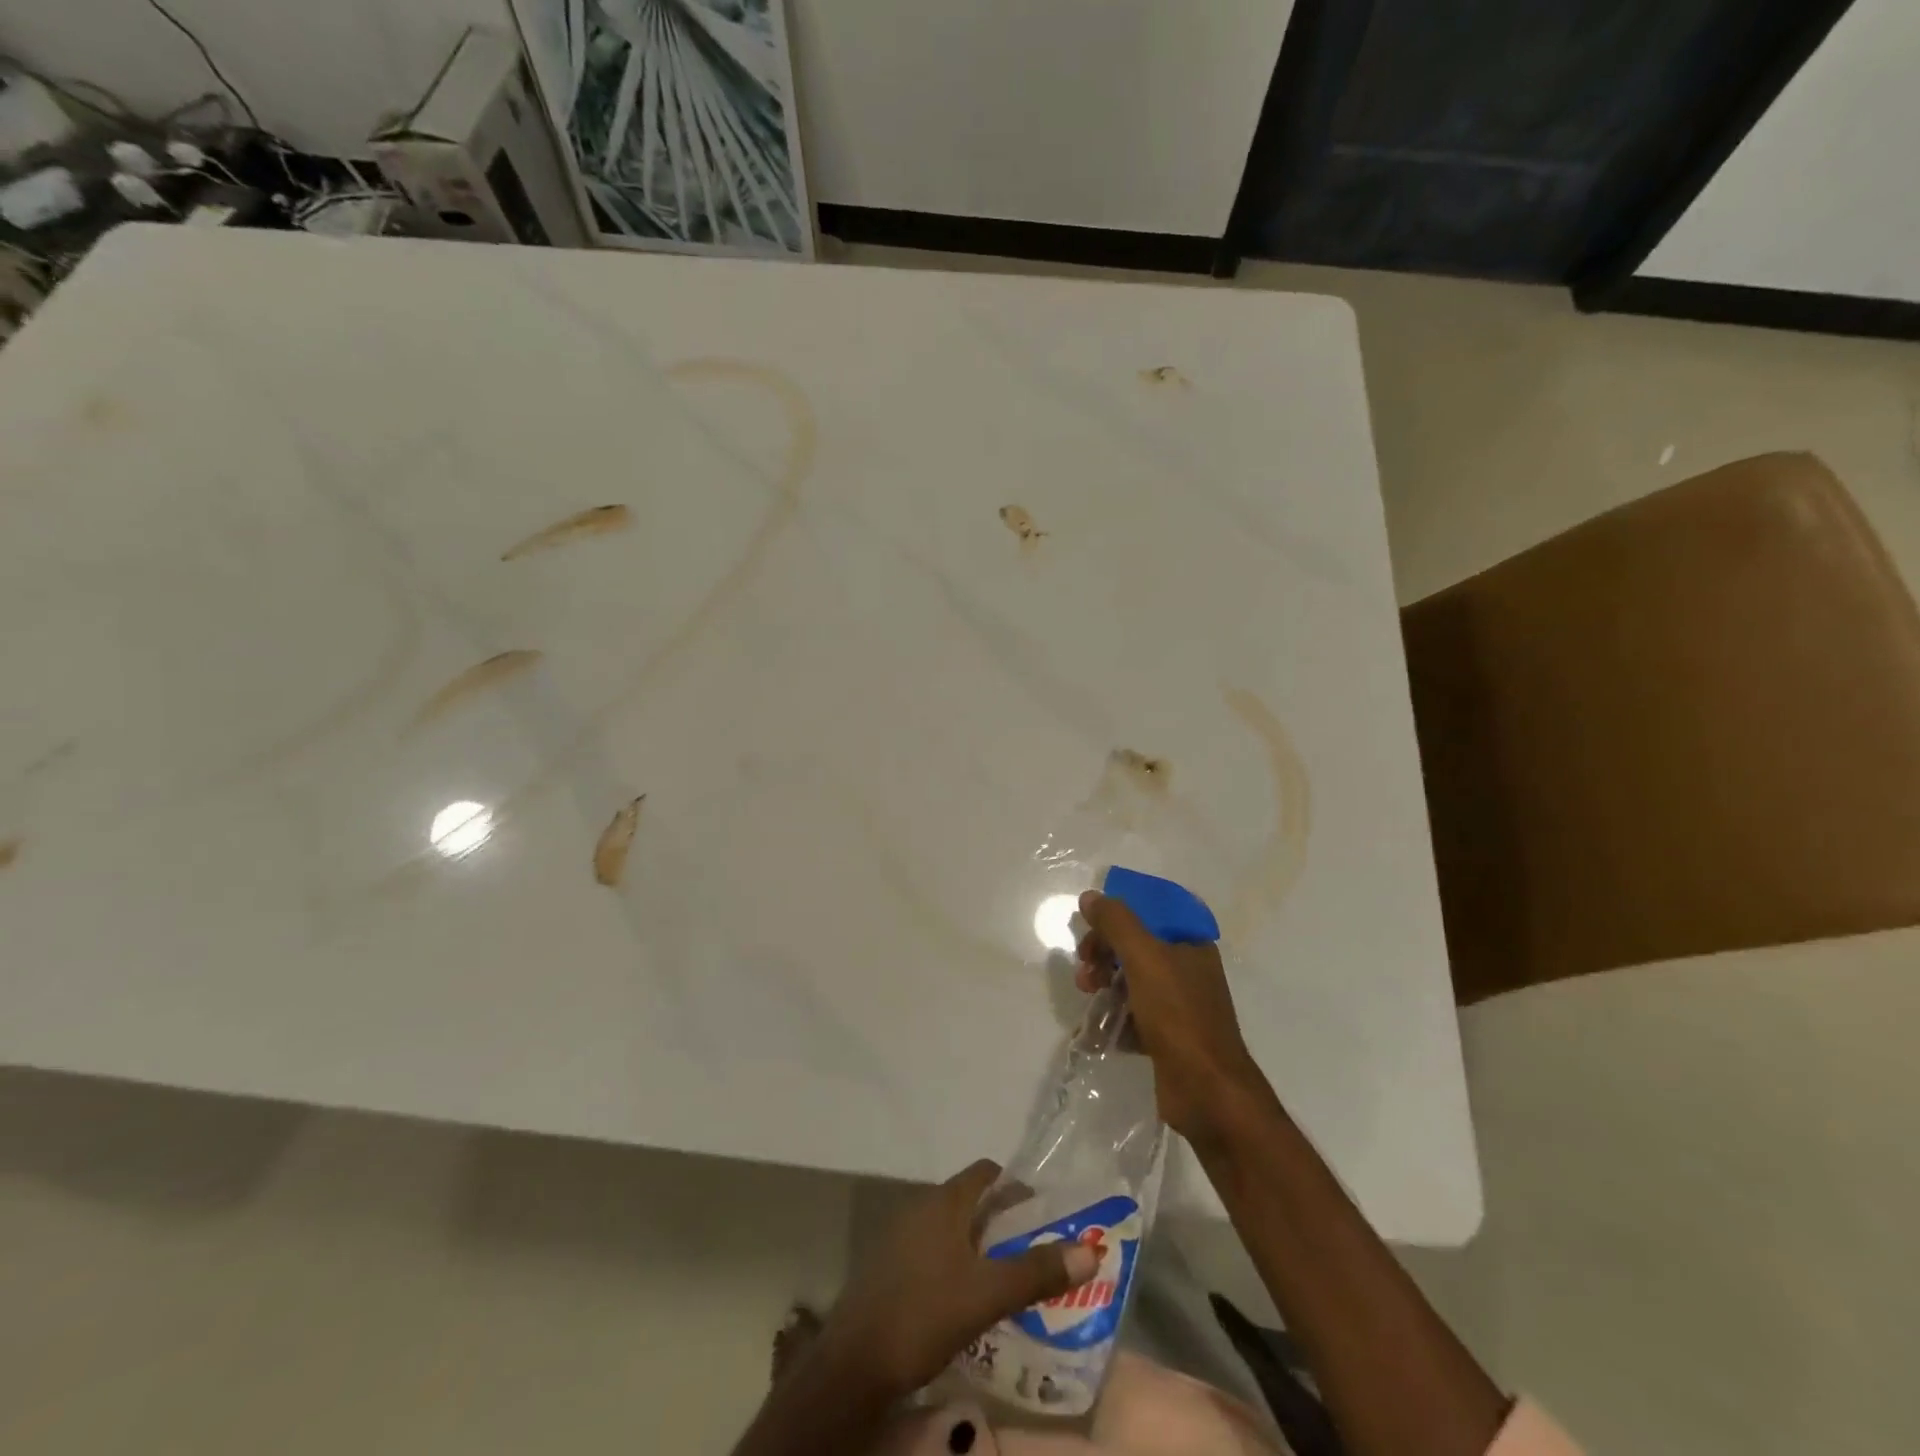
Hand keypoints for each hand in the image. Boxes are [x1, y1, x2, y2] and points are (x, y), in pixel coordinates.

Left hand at [817, 1159, 1098, 1400]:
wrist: (854, 1363)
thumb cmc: (924, 1313)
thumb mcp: (988, 1295)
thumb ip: (1037, 1272)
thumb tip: (1091, 1249)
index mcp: (944, 1202)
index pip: (986, 1172)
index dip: (1015, 1186)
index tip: (1042, 1212)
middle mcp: (921, 1207)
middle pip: (969, 1200)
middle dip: (1002, 1221)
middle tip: (1033, 1250)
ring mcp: (900, 1237)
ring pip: (950, 1229)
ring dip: (978, 1246)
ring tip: (1007, 1278)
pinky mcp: (888, 1268)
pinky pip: (931, 1252)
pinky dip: (954, 1264)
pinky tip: (966, 1300)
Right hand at [1075, 889, 1269, 1142]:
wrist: (1208, 1093)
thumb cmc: (1179, 1015)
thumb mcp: (1144, 958)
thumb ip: (1116, 923)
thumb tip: (1090, 897)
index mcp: (1191, 944)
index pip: (1150, 913)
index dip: (1118, 916)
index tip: (1091, 928)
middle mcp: (1188, 970)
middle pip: (1136, 947)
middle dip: (1104, 953)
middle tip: (1084, 968)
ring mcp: (1179, 1006)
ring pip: (1132, 982)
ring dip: (1105, 984)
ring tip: (1088, 997)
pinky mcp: (1168, 1038)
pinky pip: (1134, 1017)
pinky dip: (1115, 1019)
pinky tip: (1100, 1030)